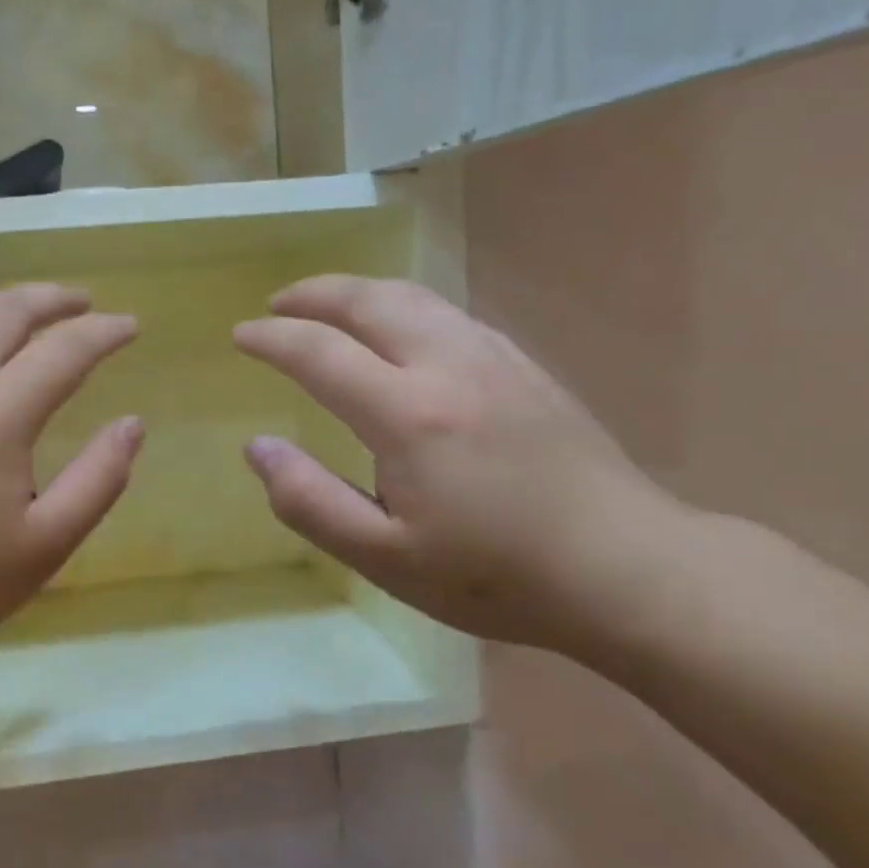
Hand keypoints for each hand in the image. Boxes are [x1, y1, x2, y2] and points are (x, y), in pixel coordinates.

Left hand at [0, 286, 141, 749]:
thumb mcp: (45, 545)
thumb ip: (98, 479)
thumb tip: (132, 424)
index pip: (63, 349)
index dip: (104, 331)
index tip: (131, 326)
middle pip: (5, 310)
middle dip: (52, 298)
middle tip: (84, 302)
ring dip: (2, 301)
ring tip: (30, 310)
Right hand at [233, 275, 678, 647]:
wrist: (627, 569)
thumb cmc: (496, 575)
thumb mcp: (385, 558)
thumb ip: (309, 501)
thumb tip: (258, 447)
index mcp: (408, 414)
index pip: (319, 352)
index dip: (272, 339)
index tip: (241, 336)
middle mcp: (448, 365)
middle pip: (369, 300)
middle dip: (314, 293)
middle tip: (278, 304)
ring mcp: (493, 357)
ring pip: (414, 297)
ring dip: (360, 292)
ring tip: (329, 305)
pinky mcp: (524, 365)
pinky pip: (449, 314)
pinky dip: (405, 306)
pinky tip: (401, 331)